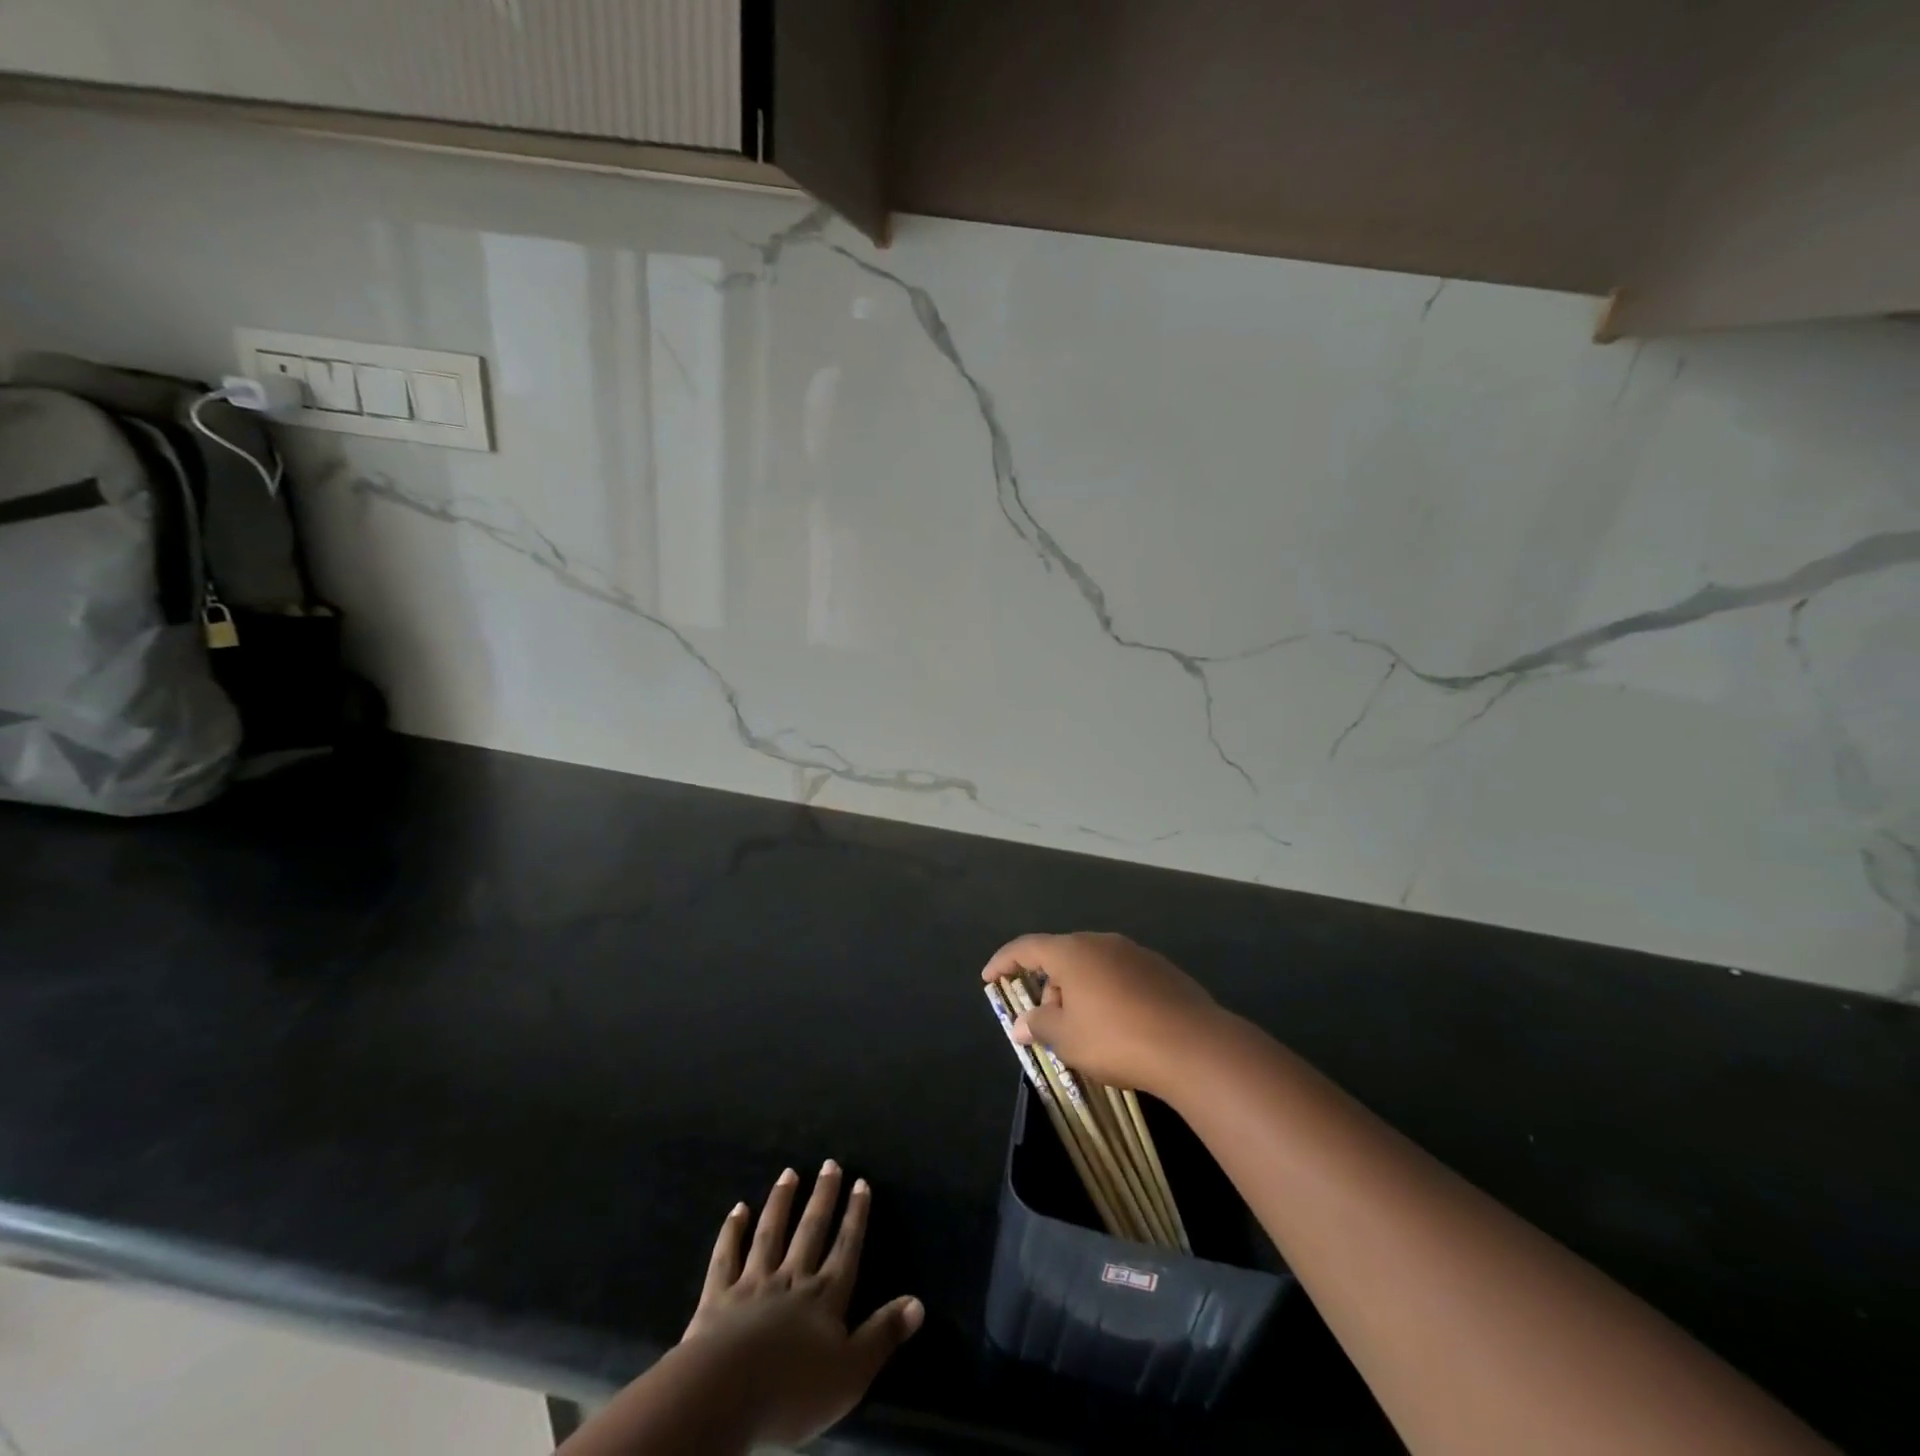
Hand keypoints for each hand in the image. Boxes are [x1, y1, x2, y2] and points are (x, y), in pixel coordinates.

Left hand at [679, 1162, 922, 1447]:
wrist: (725, 1395)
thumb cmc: (793, 1391)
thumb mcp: (851, 1372)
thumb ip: (883, 1334)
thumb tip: (918, 1302)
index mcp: (824, 1296)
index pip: (846, 1248)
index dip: (856, 1216)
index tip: (861, 1182)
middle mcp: (792, 1278)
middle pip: (810, 1231)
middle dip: (823, 1196)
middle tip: (830, 1164)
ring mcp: (753, 1284)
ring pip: (770, 1234)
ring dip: (781, 1202)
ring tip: (789, 1173)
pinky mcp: (718, 1297)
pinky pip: (726, 1257)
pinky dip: (732, 1231)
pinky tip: (738, 1208)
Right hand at [982, 932, 1226, 1098]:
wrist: (1194, 1046)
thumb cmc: (1117, 1038)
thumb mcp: (1067, 1038)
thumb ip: (1038, 1025)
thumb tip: (1021, 1023)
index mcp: (1072, 952)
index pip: (1026, 947)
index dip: (1004, 961)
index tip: (989, 978)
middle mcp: (1102, 942)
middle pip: (1062, 957)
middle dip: (1047, 987)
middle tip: (1046, 1024)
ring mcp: (1135, 953)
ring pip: (1093, 967)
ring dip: (1078, 992)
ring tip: (1083, 1031)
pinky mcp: (1160, 970)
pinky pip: (1120, 976)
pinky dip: (1107, 994)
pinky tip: (1118, 1026)